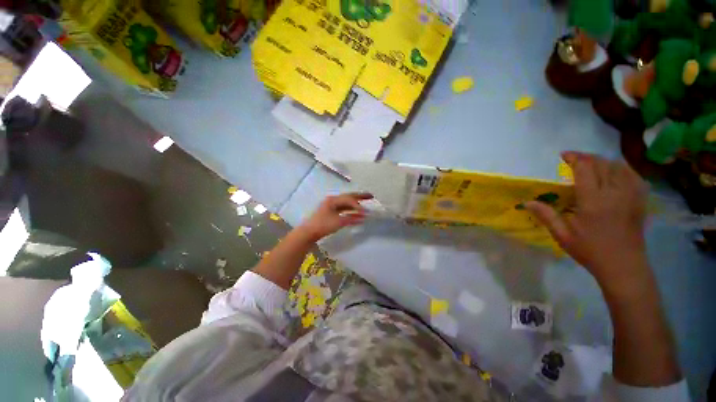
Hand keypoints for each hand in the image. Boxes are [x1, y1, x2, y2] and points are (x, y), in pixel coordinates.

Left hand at [298, 193, 372, 241]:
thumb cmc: (323, 225)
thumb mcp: (338, 222)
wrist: (309, 232)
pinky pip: (344, 209)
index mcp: (333, 200)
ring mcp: (331, 206)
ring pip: (346, 202)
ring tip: (366, 201)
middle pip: (348, 197)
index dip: (358, 205)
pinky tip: (357, 213)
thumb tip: (364, 217)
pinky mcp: (331, 212)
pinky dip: (351, 210)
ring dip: (356, 203)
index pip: (349, 199)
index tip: (366, 211)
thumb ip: (352, 218)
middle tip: (371, 195)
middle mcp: (333, 200)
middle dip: (360, 196)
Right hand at [526, 152, 650, 292]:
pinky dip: (622, 168)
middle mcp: (614, 193)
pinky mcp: (640, 200)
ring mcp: (631, 195)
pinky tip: (614, 172)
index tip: (563, 156)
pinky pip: (633, 175)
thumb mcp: (562, 235)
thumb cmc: (590, 250)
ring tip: (592, 164)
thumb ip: (546, 215)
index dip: (574, 158)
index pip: (585, 169)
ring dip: (603, 161)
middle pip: (602, 163)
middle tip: (574, 159)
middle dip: (587, 157)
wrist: (623, 265)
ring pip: (619, 166)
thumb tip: (526, 202)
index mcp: (593, 201)